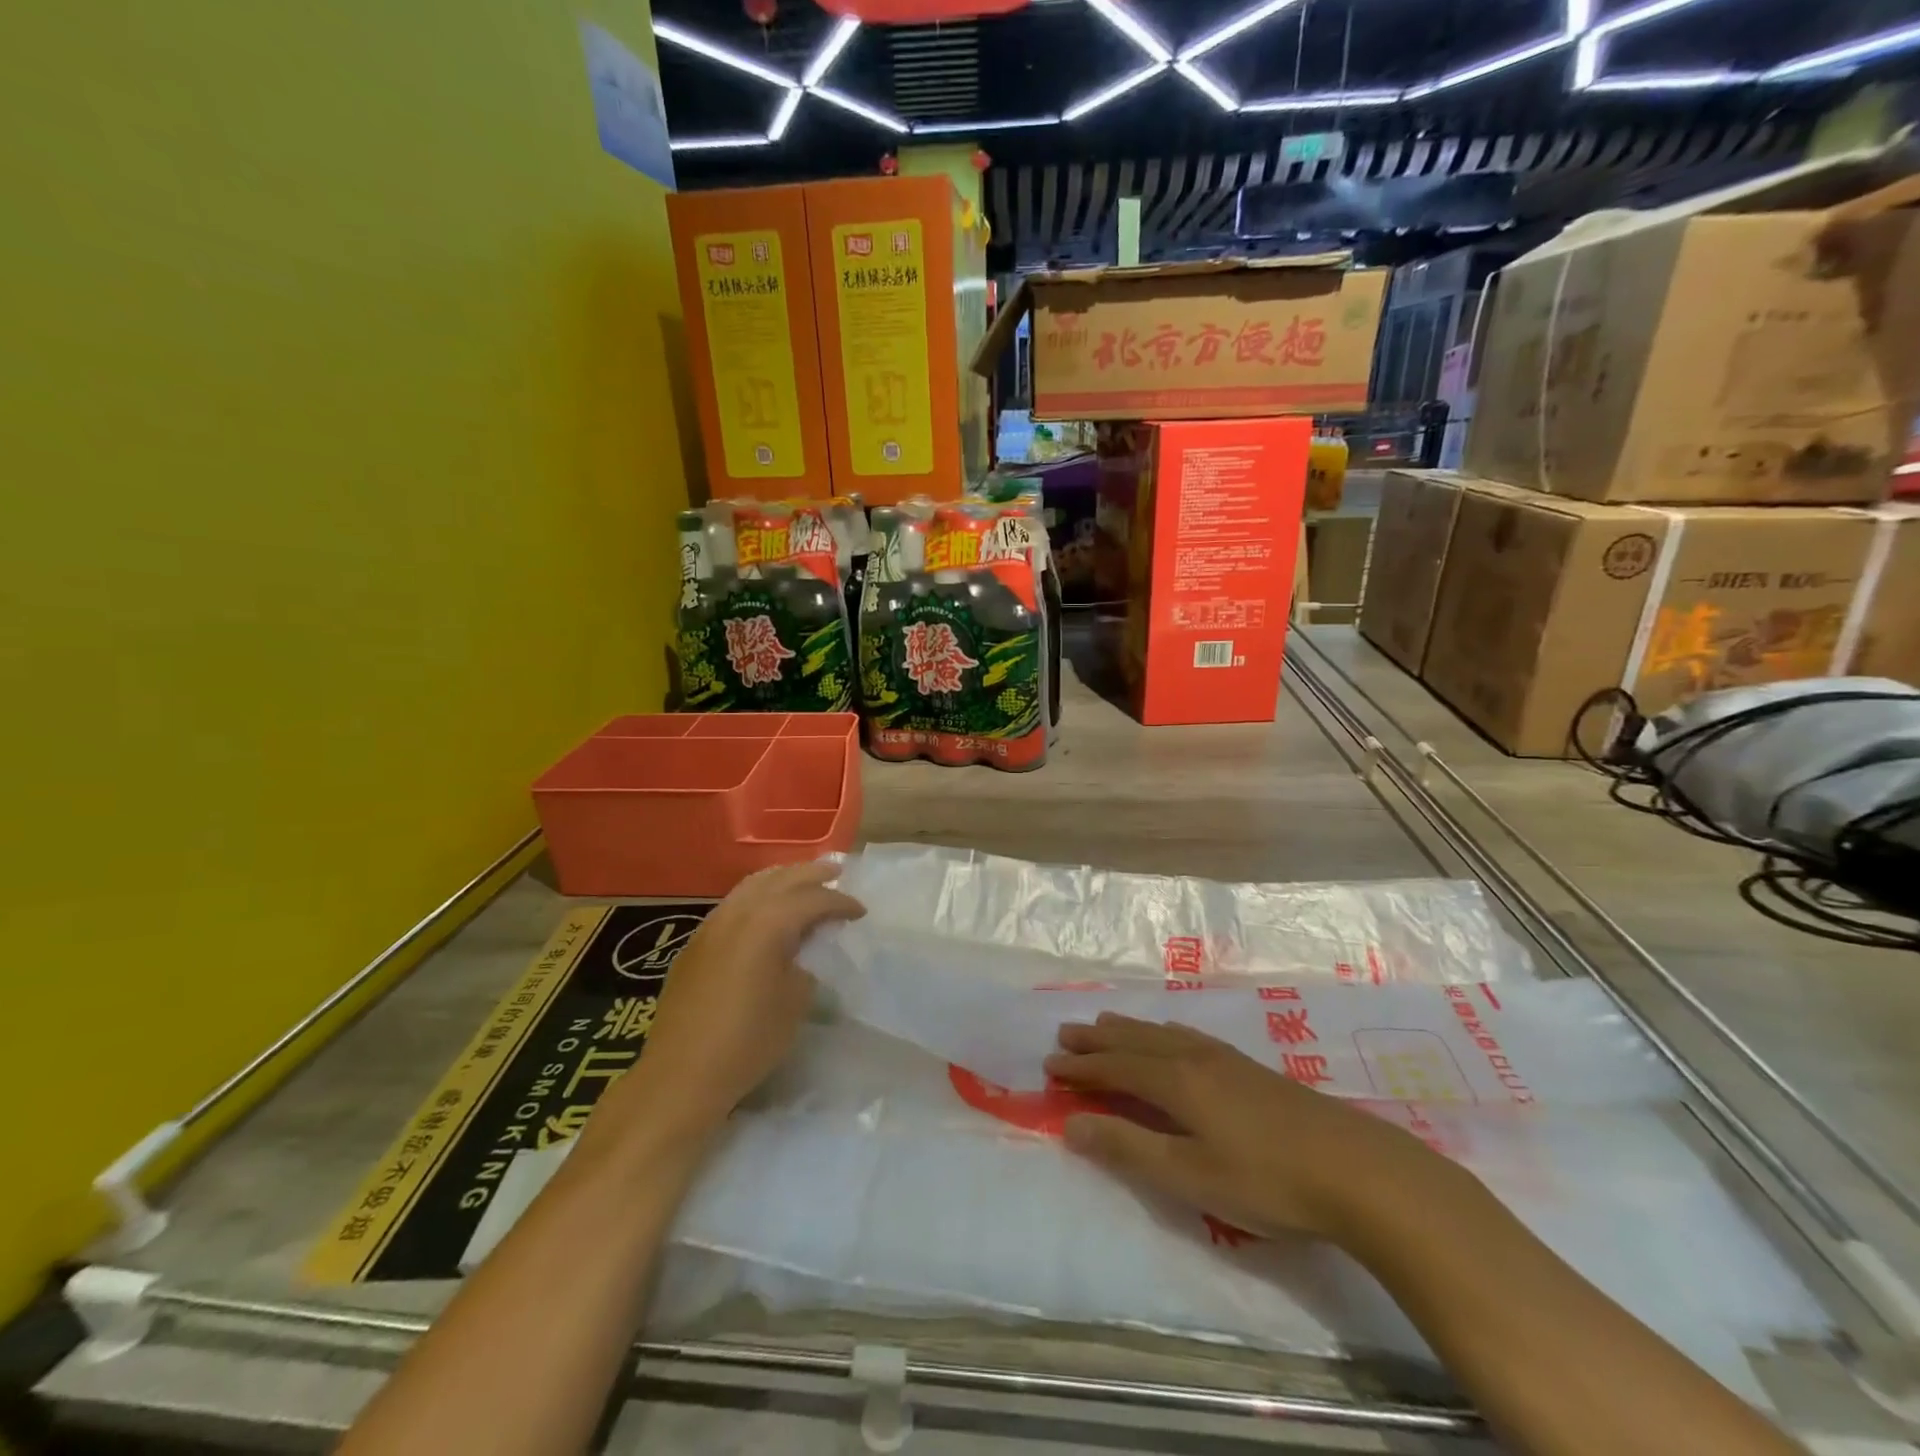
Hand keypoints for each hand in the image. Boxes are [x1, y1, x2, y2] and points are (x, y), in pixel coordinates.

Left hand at [593, 860, 863, 1148]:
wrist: (682, 1075)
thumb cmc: (749, 1040)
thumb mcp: (795, 1002)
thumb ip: (805, 965)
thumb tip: (801, 955)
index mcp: (768, 923)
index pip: (812, 900)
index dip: (840, 903)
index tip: (860, 911)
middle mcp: (737, 913)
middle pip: (779, 879)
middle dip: (810, 874)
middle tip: (835, 872)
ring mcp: (711, 926)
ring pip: (750, 886)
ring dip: (780, 880)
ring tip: (801, 883)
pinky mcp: (695, 944)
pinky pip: (732, 905)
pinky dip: (756, 897)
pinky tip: (764, 912)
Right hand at [1045, 1013, 1444, 1242]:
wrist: (1357, 1169)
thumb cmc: (1266, 1179)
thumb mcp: (1189, 1176)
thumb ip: (1129, 1149)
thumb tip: (1072, 1124)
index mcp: (1175, 1081)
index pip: (1115, 1068)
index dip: (1081, 1067)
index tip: (1049, 1066)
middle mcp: (1194, 1058)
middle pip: (1134, 1041)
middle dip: (1098, 1039)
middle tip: (1066, 1033)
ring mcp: (1225, 1059)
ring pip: (1162, 1034)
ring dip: (1127, 1030)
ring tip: (1105, 1023)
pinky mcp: (1250, 1068)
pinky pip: (1188, 1036)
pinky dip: (1162, 1032)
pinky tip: (1172, 1036)